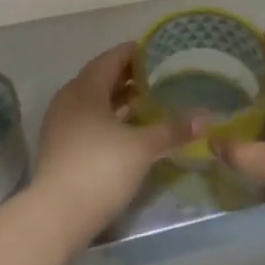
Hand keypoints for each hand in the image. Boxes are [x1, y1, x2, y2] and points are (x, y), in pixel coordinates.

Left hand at [31, 43, 190, 241]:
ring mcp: (61, 125)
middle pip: (99, 79)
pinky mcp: (60, 147)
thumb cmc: (101, 169)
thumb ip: (173, 130)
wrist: (58, 214)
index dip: (133, 53)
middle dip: (127, 76)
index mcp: (85, 89)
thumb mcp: (143, 147)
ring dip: (117, 99)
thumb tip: (206, 119)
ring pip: (93, 102)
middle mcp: (69, 100)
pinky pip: (87, 120)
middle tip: (157, 75)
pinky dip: (108, 118)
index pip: (110, 59)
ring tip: (147, 101)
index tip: (156, 50)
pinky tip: (128, 130)